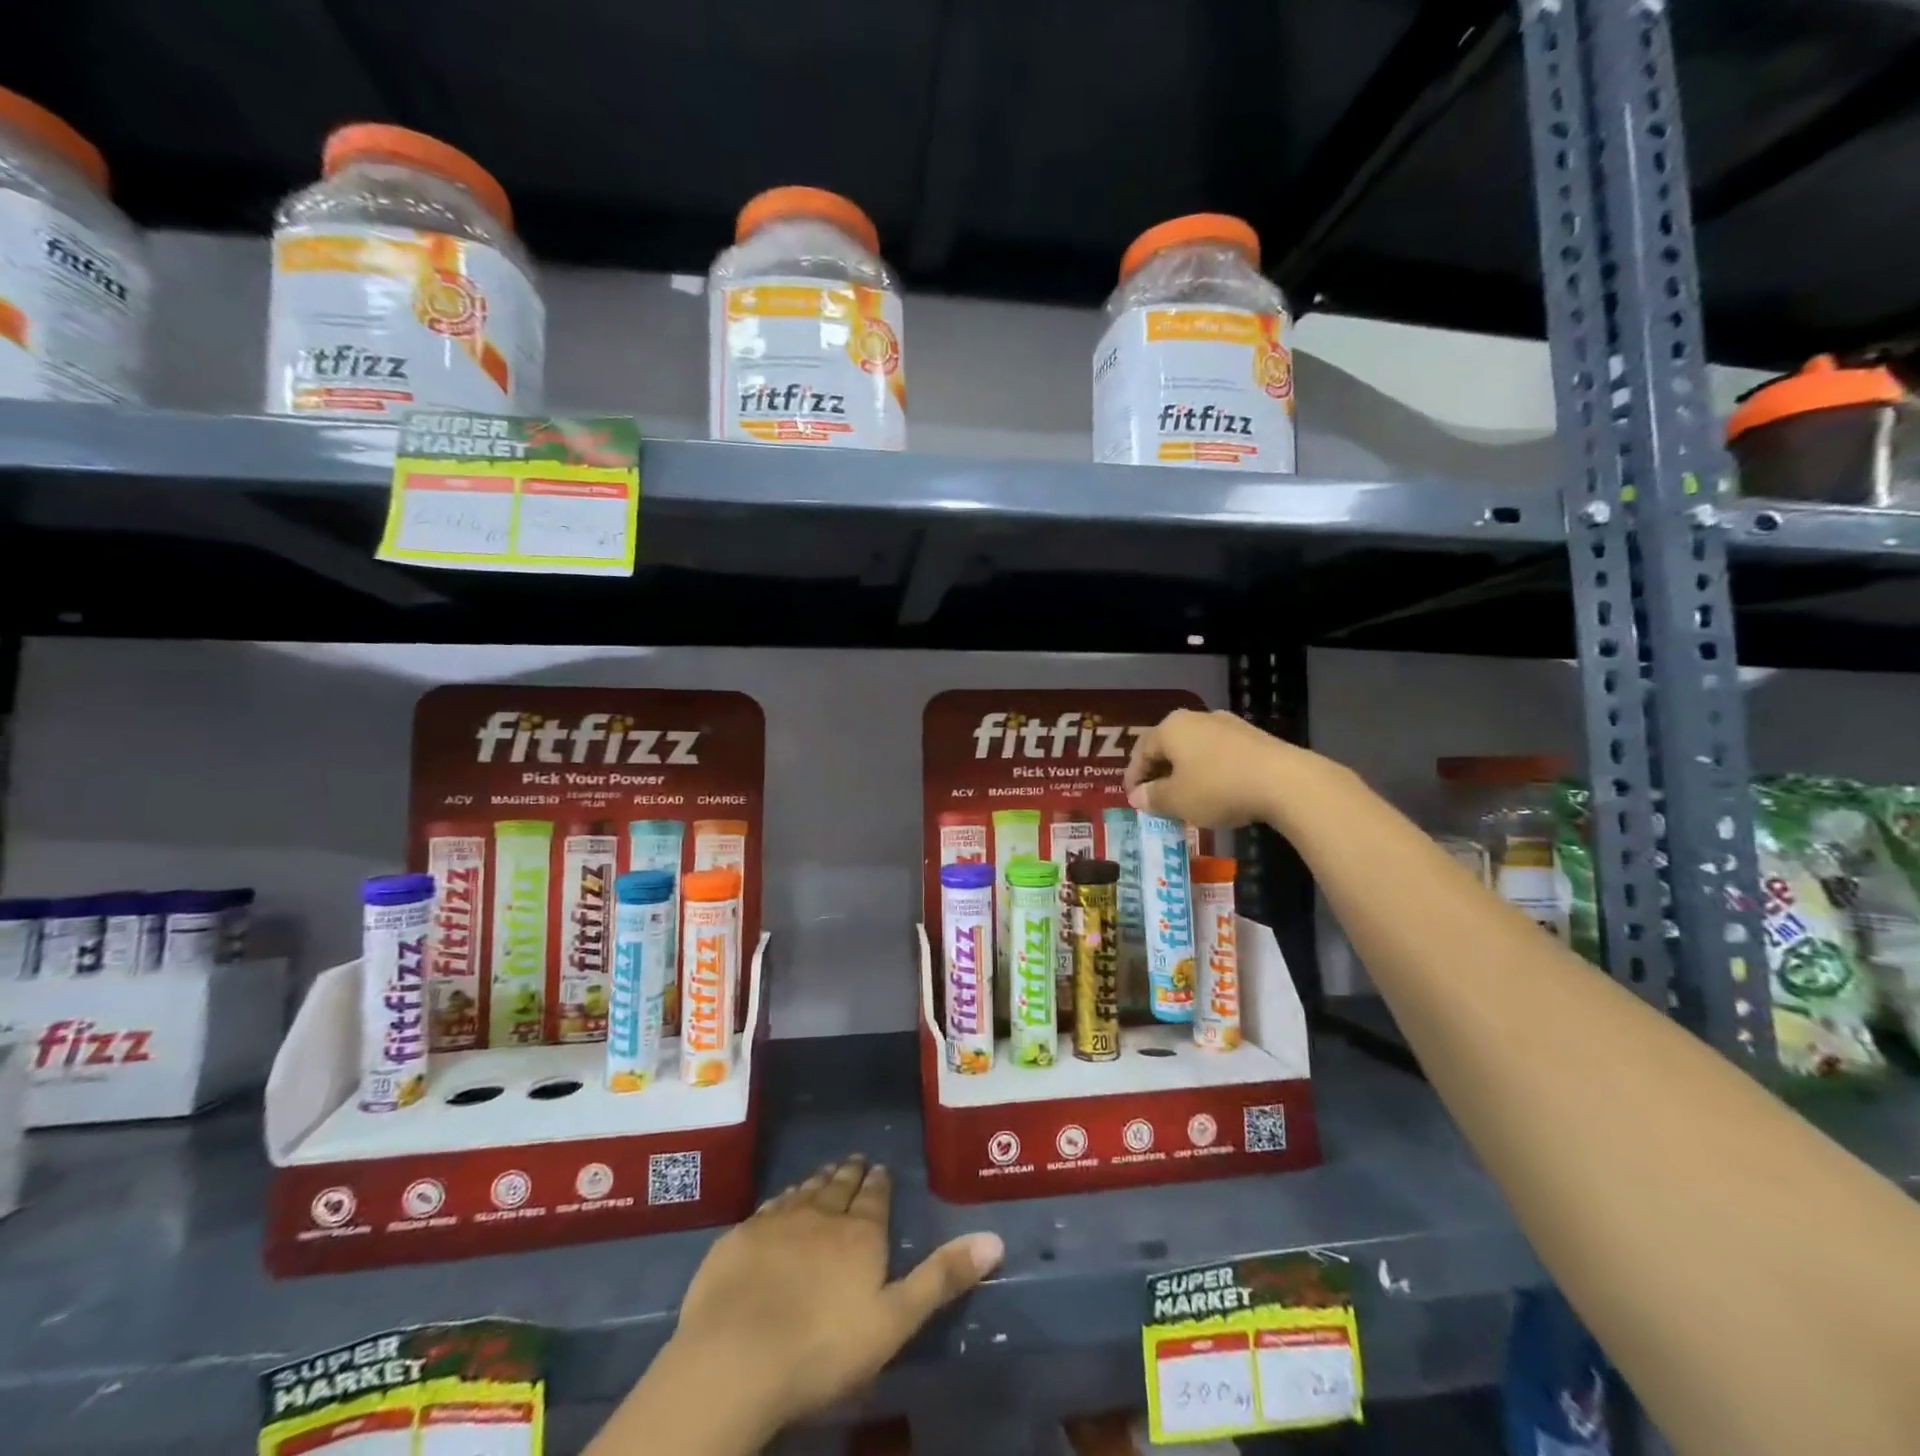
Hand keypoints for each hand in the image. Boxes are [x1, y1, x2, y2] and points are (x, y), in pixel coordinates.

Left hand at [619, 1157, 1002, 1450]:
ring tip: (824, 1174)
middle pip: (839, 1188)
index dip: (879, 1183)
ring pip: (804, 1192)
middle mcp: (821, 1216)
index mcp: (860, 1235)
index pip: (874, 1197)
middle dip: (849, 1174)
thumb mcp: (894, 1320)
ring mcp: (777, 1222)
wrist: (736, 1358)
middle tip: (854, 1161)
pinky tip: (781, 1202)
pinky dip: (782, 1199)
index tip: (880, 1167)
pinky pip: (769, 1207)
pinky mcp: (740, 1237)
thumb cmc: (823, 1348)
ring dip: (817, 1181)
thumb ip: (941, 1278)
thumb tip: (994, 1238)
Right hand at [1125, 708, 1296, 827]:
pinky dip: (1209, 772)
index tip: (1133, 800)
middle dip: (1159, 774)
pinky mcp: (1252, 738)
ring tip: (1185, 799)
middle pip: (1168, 747)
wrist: (1284, 781)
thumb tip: (1138, 797)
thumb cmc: (1218, 788)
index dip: (1134, 778)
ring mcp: (1227, 725)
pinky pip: (1218, 755)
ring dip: (1185, 774)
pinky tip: (1215, 793)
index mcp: (1170, 728)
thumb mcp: (1177, 800)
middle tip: (1156, 800)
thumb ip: (1153, 798)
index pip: (1141, 752)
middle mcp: (1196, 718)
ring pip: (1194, 750)